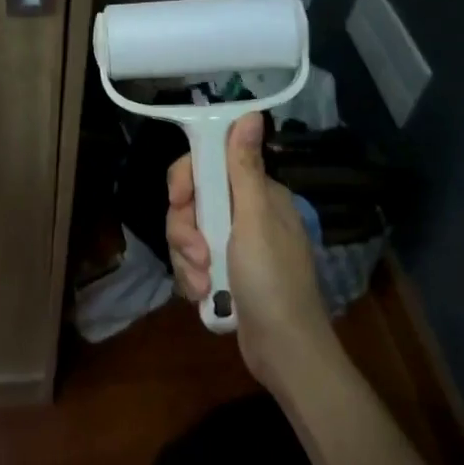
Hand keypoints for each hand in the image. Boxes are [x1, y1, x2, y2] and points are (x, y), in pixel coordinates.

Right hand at [166, 113, 335, 385]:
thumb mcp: (254, 221)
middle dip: (185, 230)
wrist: (284, 351)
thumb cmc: (273, 281)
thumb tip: (250, 113)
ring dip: (188, 259)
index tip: (179, 200)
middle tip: (198, 254)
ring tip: (204, 284)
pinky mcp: (224, 273)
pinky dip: (193, 278)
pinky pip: (192, 262)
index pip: (209, 166)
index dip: (188, 180)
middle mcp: (245, 214)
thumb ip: (244, 168)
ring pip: (188, 234)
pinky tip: (205, 295)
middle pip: (192, 202)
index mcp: (257, 194)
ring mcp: (233, 245)